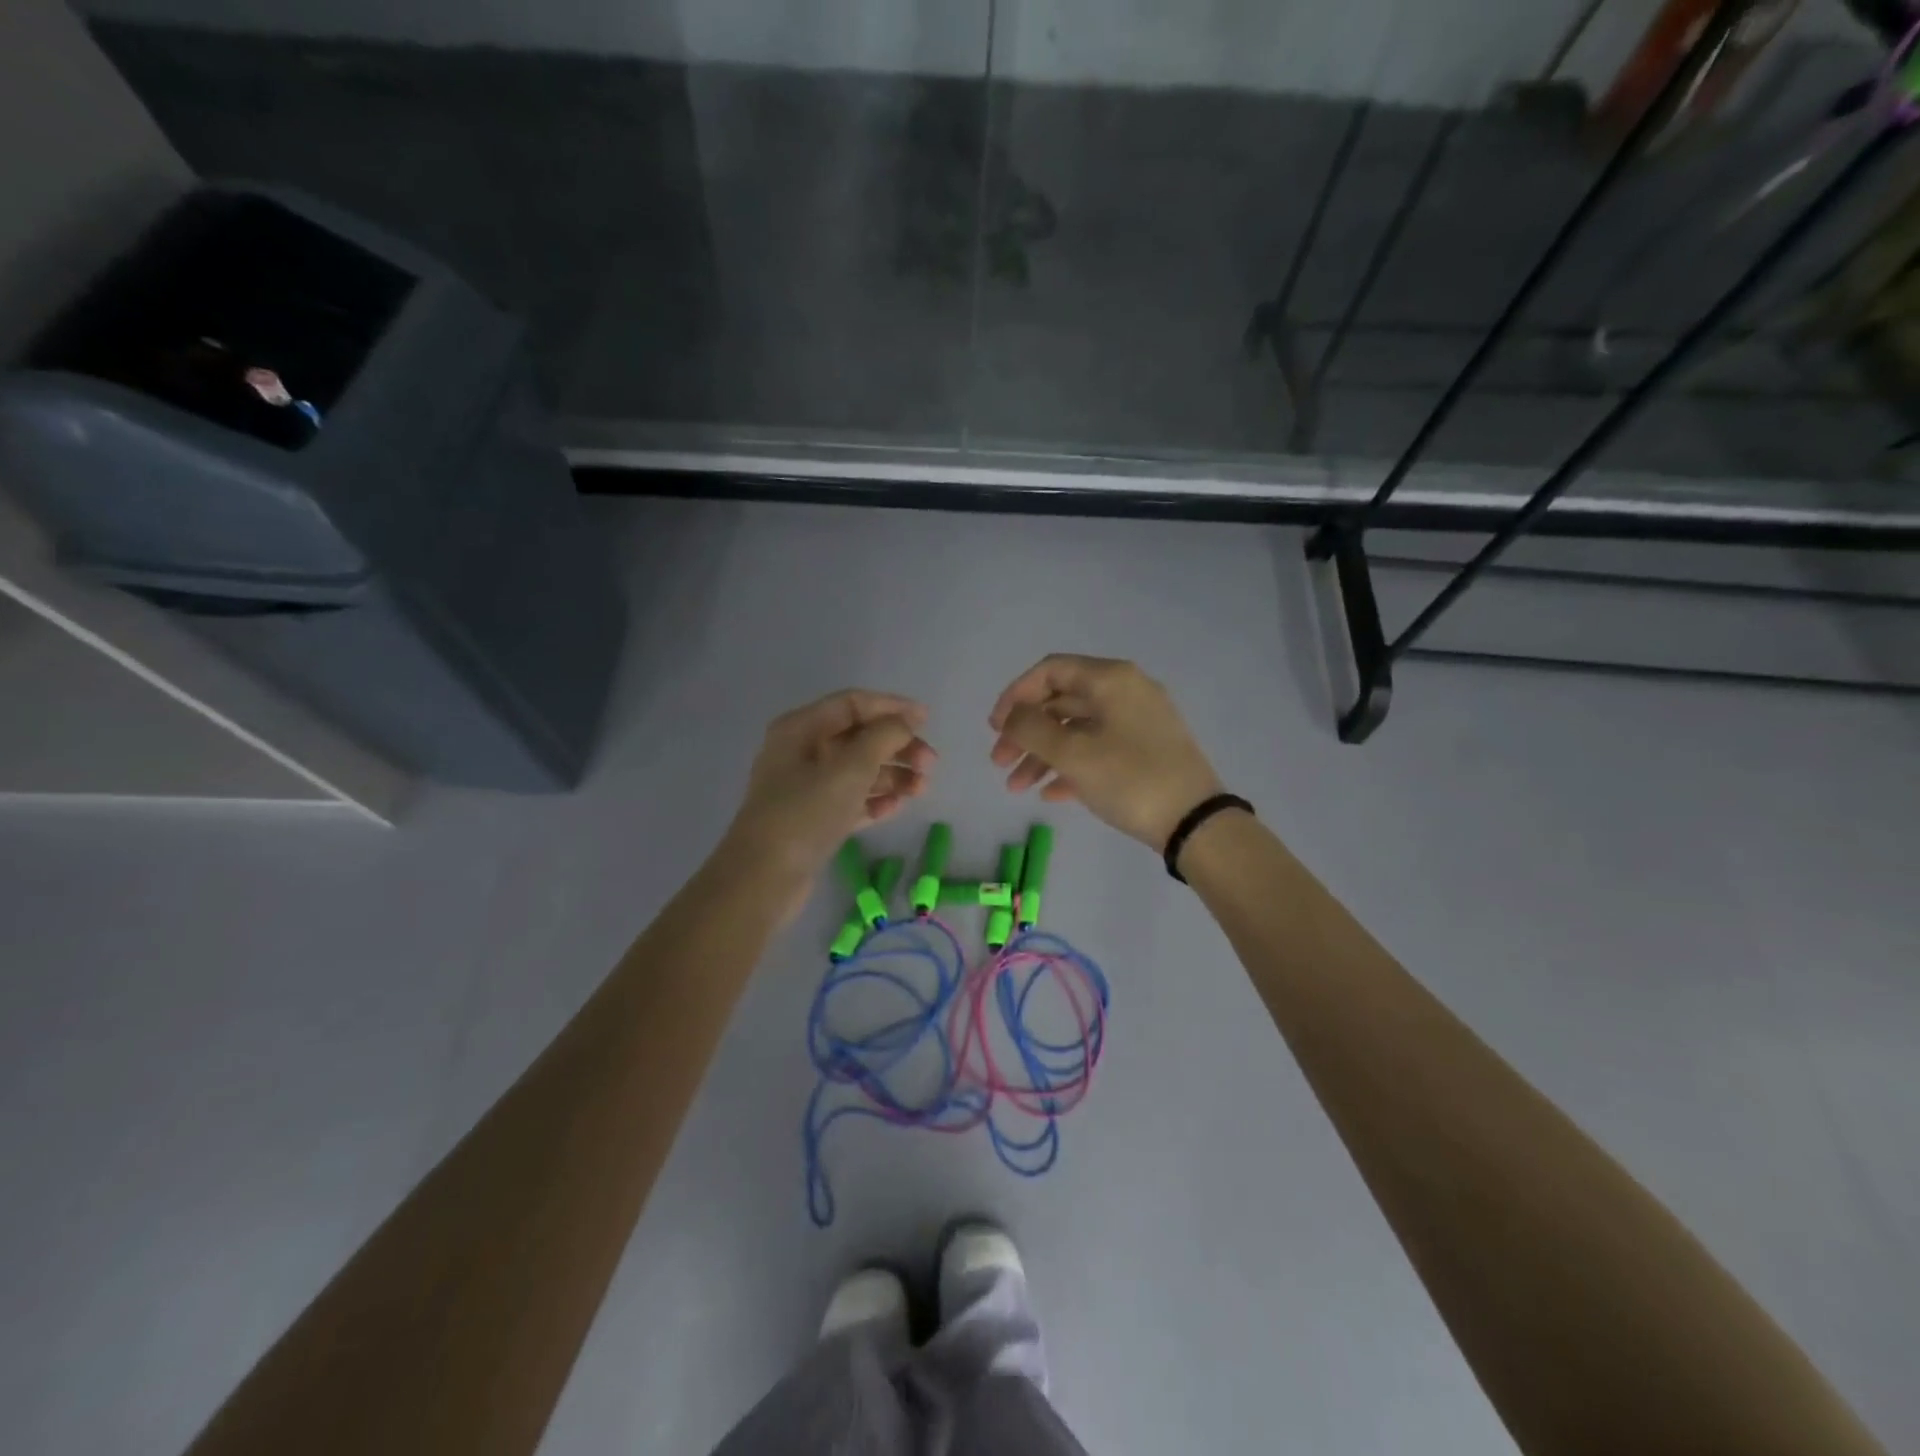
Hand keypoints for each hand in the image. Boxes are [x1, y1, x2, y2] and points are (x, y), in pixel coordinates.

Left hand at [723, 689, 936, 901]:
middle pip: (859, 737)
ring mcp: (806, 787)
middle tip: (930, 764)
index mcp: (801, 728)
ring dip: (892, 775)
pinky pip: (851, 799)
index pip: (852, 704)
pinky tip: (897, 807)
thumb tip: (904, 723)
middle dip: (897, 747)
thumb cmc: (806, 813)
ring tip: (921, 789)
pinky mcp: (813, 819)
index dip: (891, 707)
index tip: (927, 719)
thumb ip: (883, 737)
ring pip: (858, 770)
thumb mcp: (850, 768)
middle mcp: (801, 751)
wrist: (763, 878)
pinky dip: (875, 800)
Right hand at [989, 655, 1222, 849]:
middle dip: (1025, 733)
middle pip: (1061, 702)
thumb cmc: (1130, 779)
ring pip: (1077, 730)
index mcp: (1111, 680)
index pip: (1050, 671)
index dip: (1015, 695)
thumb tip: (1012, 716)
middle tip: (999, 762)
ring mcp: (1138, 723)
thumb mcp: (1073, 754)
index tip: (994, 728)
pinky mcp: (1145, 752)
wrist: (1196, 824)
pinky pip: (1097, 750)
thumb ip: (1031, 729)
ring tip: (1017, 788)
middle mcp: (1125, 692)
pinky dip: (1071, 767)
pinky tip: (1050, 795)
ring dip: (1042, 755)